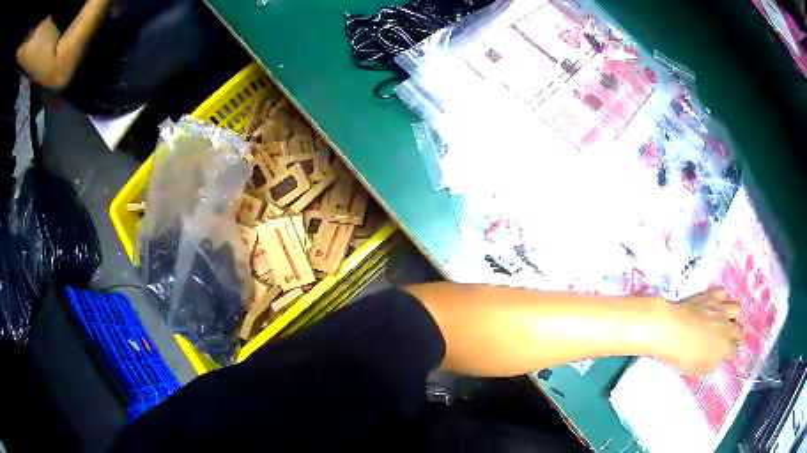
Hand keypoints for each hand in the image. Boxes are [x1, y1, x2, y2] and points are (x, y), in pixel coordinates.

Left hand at [655, 288, 741, 375]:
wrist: (669, 328)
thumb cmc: (681, 354)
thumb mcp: (695, 369)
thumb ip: (708, 365)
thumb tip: (713, 361)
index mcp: (724, 348)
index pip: (734, 352)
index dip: (731, 355)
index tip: (728, 357)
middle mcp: (727, 326)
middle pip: (739, 330)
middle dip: (736, 336)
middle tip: (730, 340)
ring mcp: (721, 308)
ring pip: (736, 308)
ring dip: (734, 315)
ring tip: (728, 320)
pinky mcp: (712, 295)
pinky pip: (723, 293)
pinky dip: (723, 298)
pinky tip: (718, 303)